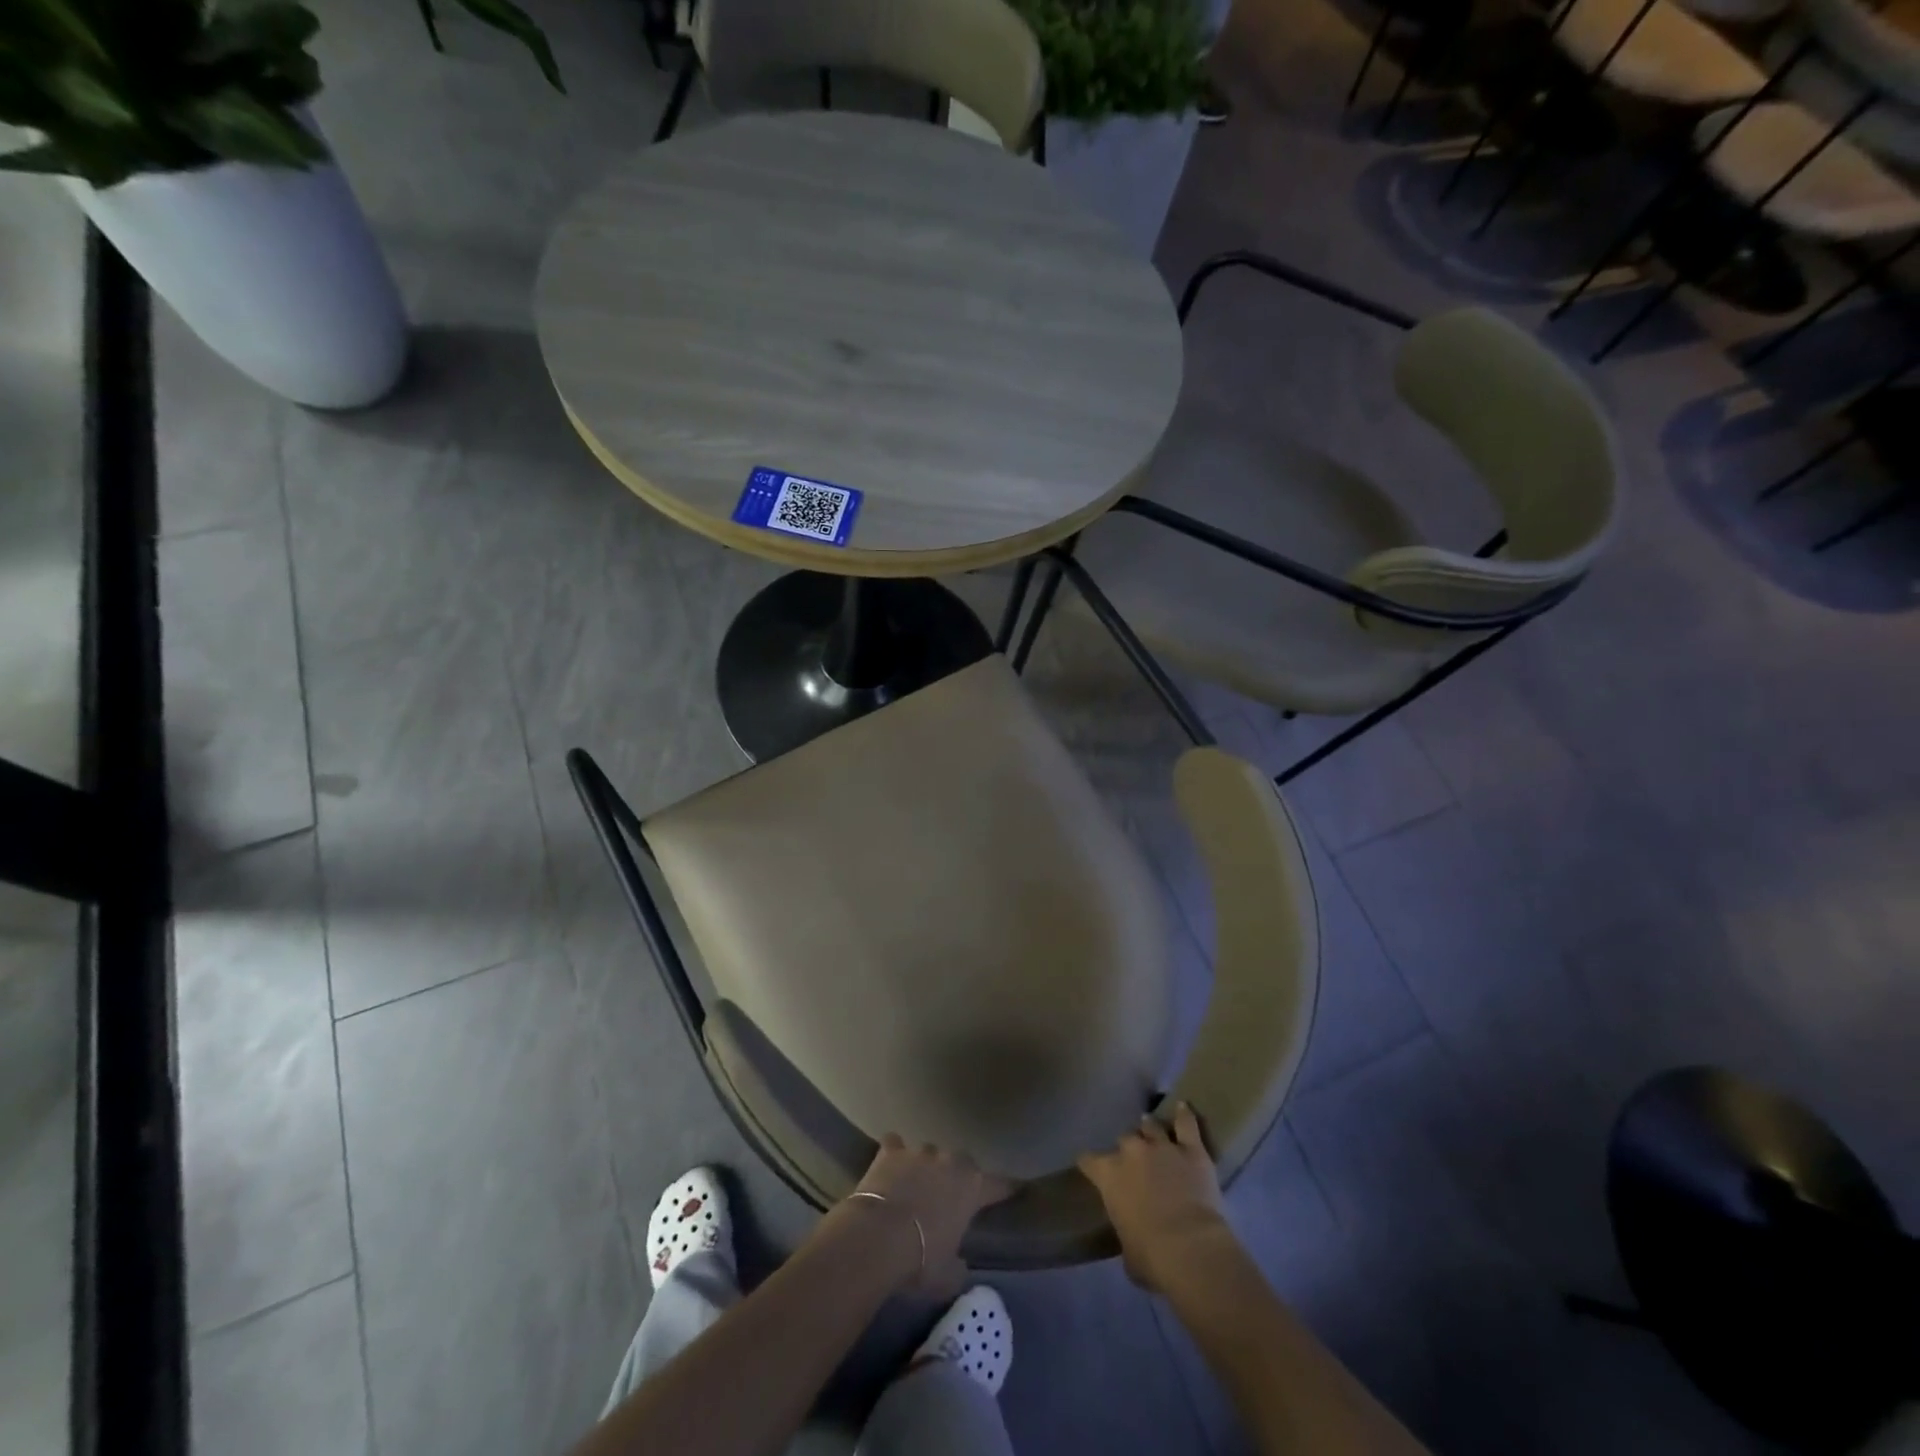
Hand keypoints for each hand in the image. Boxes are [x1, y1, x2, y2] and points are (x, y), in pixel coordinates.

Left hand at [849, 1136, 1012, 1293]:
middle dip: (957, 1176)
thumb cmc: (921, 1259)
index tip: (1012, 1190)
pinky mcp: (891, 1150)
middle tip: (949, 1197)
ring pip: (929, 1153)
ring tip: (916, 1186)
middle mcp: (950, 1160)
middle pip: (961, 1163)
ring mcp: (919, 1151)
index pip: (998, 1185)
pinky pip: (895, 1145)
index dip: (1005, 1189)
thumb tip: (958, 1264)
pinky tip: (889, 1165)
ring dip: (926, 1167)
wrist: (878, 1236)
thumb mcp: (948, 1276)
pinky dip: (894, 1154)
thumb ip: (958, 1265)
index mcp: (972, 1187)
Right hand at [1078, 1102, 1235, 1295]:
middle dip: (1128, 1149)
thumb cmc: (1151, 1257)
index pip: (1089, 1160)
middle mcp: (1131, 1152)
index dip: (1091, 1164)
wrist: (1189, 1247)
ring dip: (1151, 1129)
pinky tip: (1184, 1106)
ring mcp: (1161, 1146)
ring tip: (1152, 1128)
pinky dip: (1185, 1115)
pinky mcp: (1191, 1149)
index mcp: (1109, 1176)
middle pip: (1124, 1140)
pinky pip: (1186, 1124)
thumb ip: (1126, 1232)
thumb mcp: (1128, 1251)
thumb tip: (1132, 1239)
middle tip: (1135, 1161)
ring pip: (1151, 1126)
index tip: (1091, 1167)